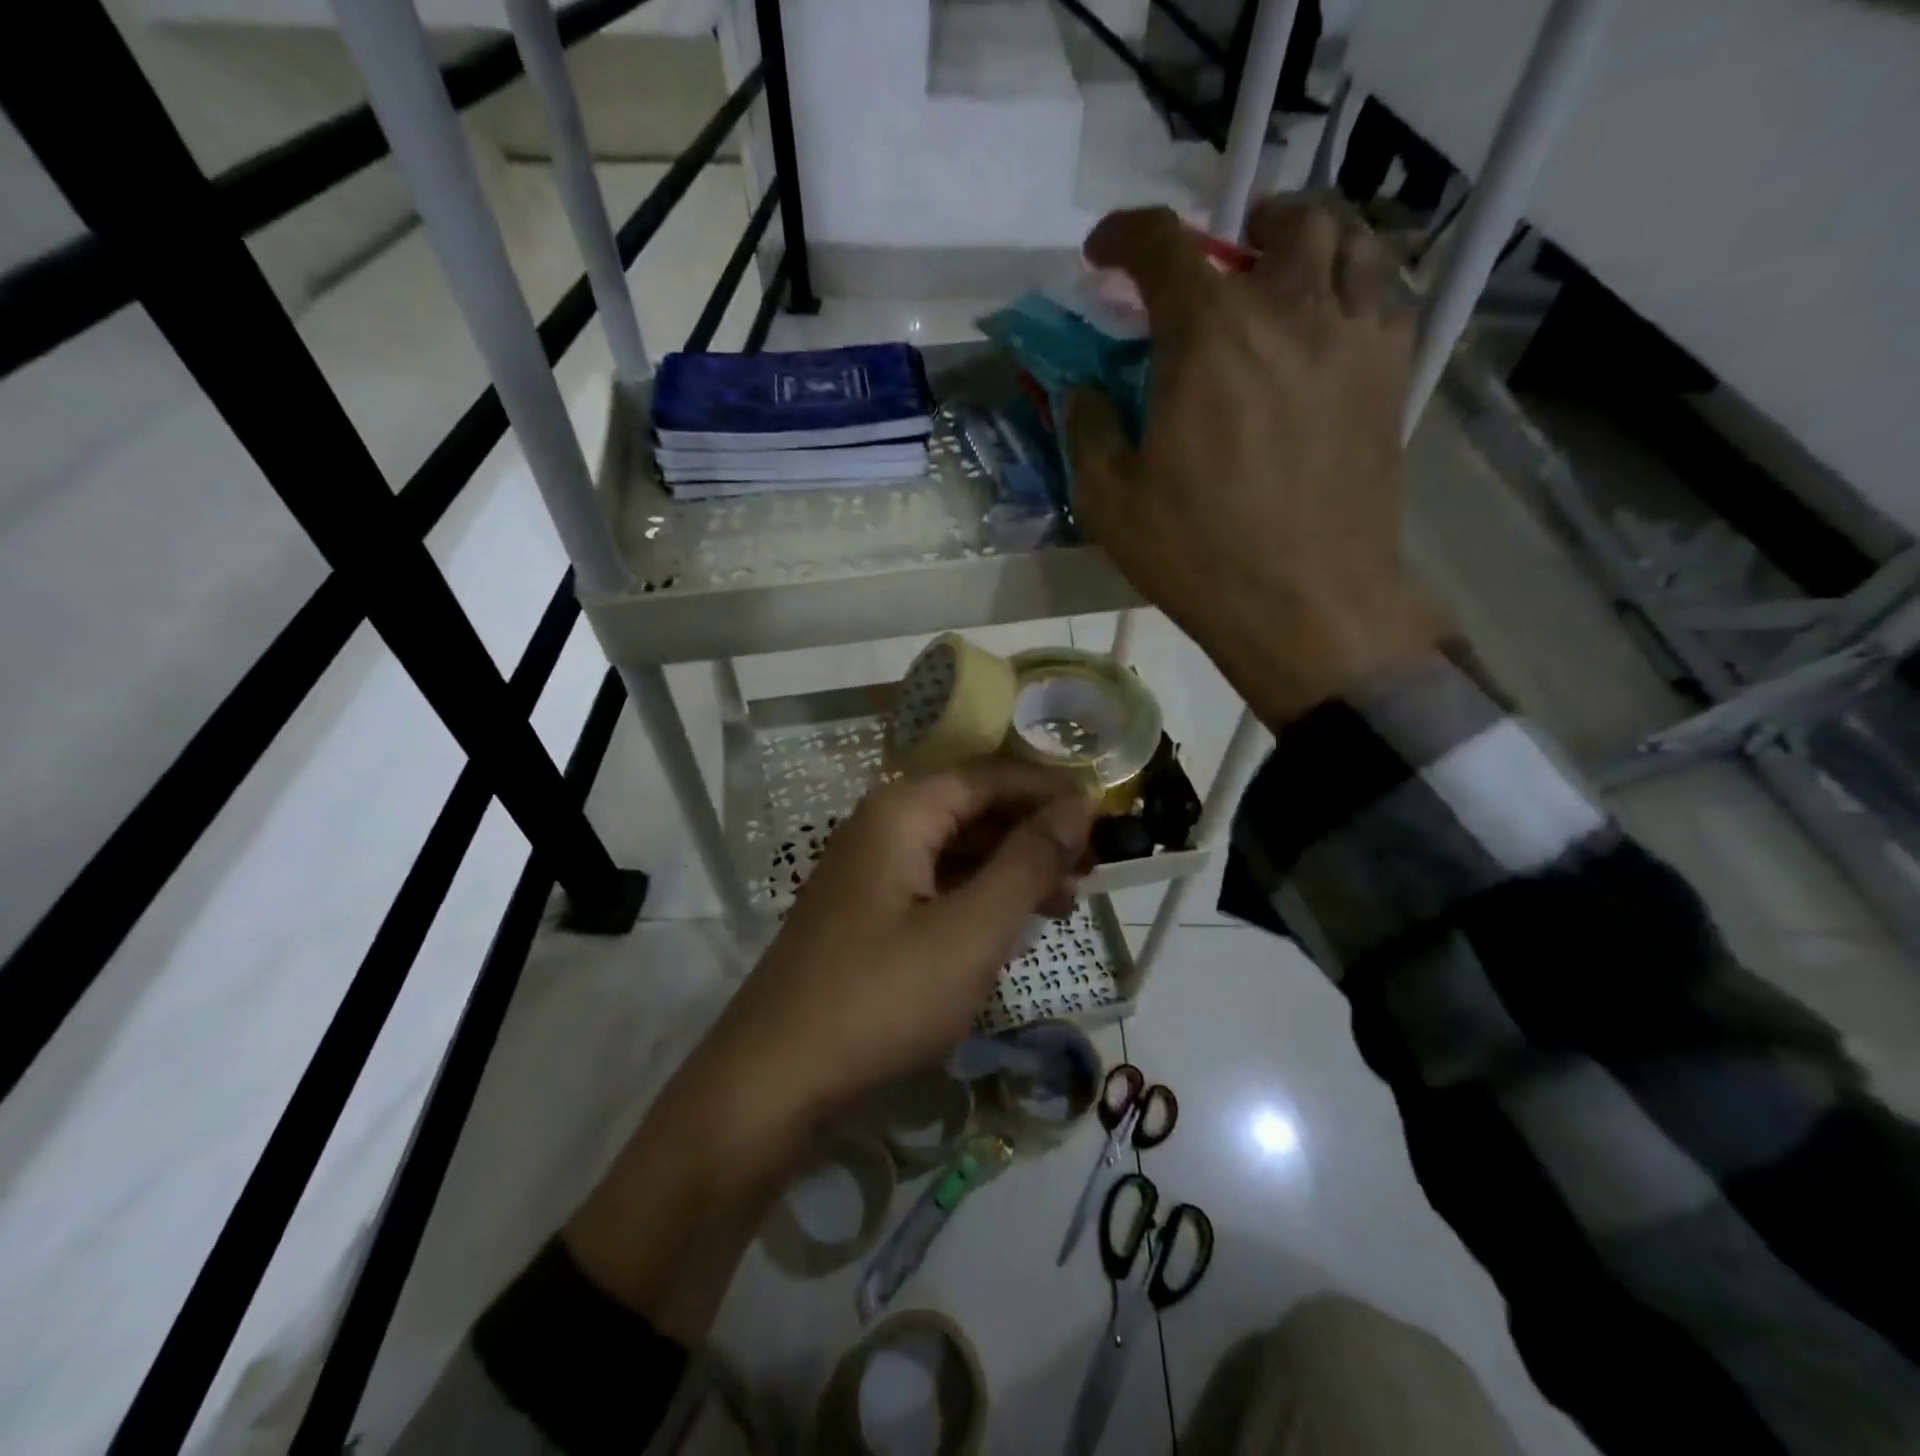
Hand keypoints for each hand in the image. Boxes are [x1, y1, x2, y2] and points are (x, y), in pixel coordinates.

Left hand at [704, 760, 1095, 1118]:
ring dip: (1010, 869)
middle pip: (973, 810)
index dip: (1050, 792)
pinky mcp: (865, 914)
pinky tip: (1008, 927)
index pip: (992, 777)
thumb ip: (1028, 860)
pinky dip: (976, 898)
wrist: (773, 1079)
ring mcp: (868, 872)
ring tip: (1063, 902)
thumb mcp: (972, 928)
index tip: (1106, 818)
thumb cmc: (882, 995)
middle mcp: (881, 827)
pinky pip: (933, 887)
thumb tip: (1078, 803)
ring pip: (955, 851)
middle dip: (1034, 834)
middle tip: (1091, 871)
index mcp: (902, 811)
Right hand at [1067, 195, 1442, 726]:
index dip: (1123, 235)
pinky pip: (1384, 292)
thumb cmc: (1198, 554)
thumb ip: (1088, 430)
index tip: (1102, 254)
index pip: (1163, 245)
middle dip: (1237, 229)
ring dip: (1305, 241)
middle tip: (1216, 267)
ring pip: (1347, 239)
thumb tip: (1084, 391)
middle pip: (1278, 220)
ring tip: (1281, 277)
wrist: (1306, 604)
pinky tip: (1329, 324)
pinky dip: (1353, 284)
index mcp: (1207, 335)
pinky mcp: (1391, 375)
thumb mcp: (1109, 502)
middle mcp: (1288, 309)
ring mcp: (1352, 337)